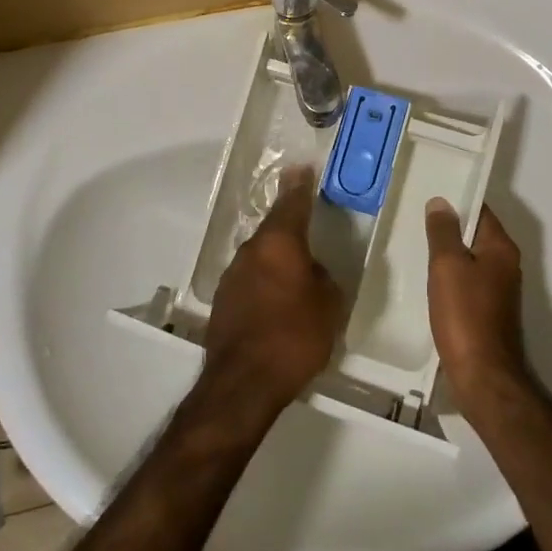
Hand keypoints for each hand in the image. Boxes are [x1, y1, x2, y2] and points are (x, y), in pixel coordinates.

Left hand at [201, 166, 343, 417]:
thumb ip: (322, 278)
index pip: (291, 203)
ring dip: (276, 261)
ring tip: (295, 276)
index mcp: (279, 243)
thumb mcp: (329, 305)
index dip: (299, 185)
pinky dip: (264, 284)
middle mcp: (251, 251)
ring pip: (260, 257)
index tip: (301, 167)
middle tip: (307, 229)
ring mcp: (232, 275)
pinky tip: (276, 304)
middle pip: (273, 230)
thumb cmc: (295, 336)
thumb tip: (311, 271)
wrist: (243, 383)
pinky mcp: (223, 301)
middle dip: (289, 229)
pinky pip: (251, 281)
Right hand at [426, 199, 528, 404]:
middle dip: (449, 227)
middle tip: (416, 218)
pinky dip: (450, 278)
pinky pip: (467, 283)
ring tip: (416, 246)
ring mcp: (499, 291)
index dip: (457, 200)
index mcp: (501, 248)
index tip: (430, 193)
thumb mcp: (447, 266)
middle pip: (476, 235)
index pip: (480, 210)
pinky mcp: (488, 312)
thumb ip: (443, 231)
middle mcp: (506, 265)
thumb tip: (441, 202)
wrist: (483, 376)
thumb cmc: (465, 314)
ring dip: (448, 254)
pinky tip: (428, 282)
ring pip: (470, 260)